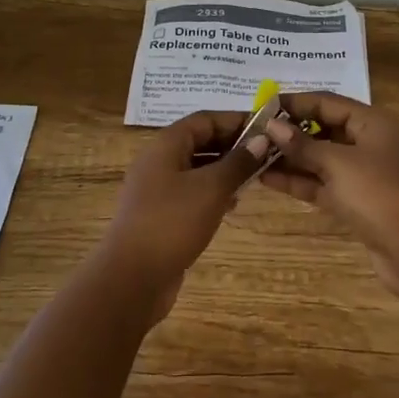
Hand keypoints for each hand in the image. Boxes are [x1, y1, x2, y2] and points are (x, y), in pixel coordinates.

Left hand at [101, 110, 266, 322]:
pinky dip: (212, 192)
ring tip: (254, 179)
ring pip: (197, 168)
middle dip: (232, 146)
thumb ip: (238, 162)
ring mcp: (157, 189)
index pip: (205, 119)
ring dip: (224, 170)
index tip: (267, 129)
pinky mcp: (160, 214)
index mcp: (166, 145)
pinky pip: (191, 192)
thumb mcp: (212, 188)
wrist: (132, 278)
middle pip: (200, 141)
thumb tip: (262, 139)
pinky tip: (232, 205)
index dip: (236, 120)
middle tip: (265, 155)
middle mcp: (158, 161)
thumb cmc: (172, 223)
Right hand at [259, 93, 398, 298]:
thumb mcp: (338, 164)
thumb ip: (302, 145)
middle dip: (290, 132)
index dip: (295, 103)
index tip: (261, 106)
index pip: (328, 102)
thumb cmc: (378, 194)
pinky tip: (267, 179)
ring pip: (322, 159)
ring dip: (291, 158)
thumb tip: (271, 125)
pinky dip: (300, 180)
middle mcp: (370, 142)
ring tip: (253, 156)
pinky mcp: (358, 202)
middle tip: (253, 133)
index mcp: (373, 122)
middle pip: (325, 129)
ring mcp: (365, 174)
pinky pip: (324, 183)